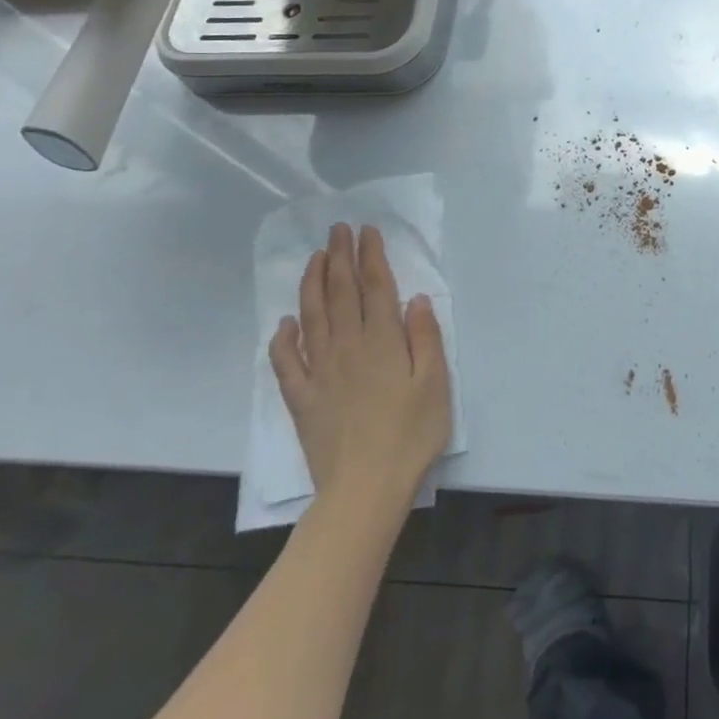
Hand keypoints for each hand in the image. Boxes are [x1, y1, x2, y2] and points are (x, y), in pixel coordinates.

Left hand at [269, 223, 451, 512]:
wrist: (364, 489)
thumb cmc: (410, 435)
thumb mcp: (436, 384)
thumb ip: (425, 338)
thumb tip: (413, 298)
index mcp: (383, 342)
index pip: (375, 287)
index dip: (370, 256)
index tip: (366, 231)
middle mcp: (348, 348)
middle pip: (341, 293)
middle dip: (339, 257)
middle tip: (337, 229)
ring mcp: (320, 372)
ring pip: (312, 317)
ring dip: (312, 284)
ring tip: (315, 258)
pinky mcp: (302, 399)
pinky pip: (286, 362)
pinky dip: (282, 339)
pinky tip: (284, 323)